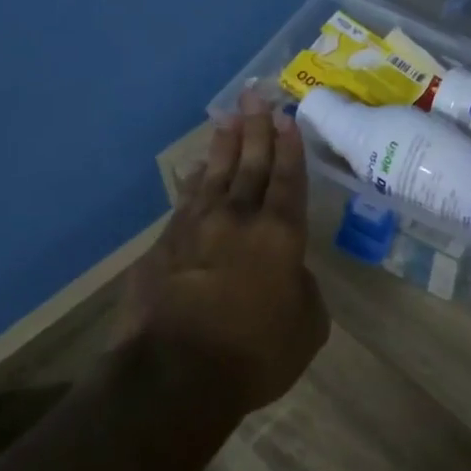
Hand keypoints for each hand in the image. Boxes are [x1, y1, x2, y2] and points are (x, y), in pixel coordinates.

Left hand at [119, 89, 329, 415]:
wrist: (175, 374)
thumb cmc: (256, 354)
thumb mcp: (307, 327)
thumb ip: (305, 290)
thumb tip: (290, 273)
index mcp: (279, 236)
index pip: (287, 180)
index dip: (289, 149)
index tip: (287, 118)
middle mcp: (237, 220)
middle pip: (249, 165)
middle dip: (256, 130)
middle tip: (257, 96)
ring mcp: (195, 229)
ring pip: (214, 175)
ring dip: (223, 145)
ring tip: (229, 118)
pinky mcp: (163, 246)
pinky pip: (185, 201)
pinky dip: (193, 180)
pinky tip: (196, 169)